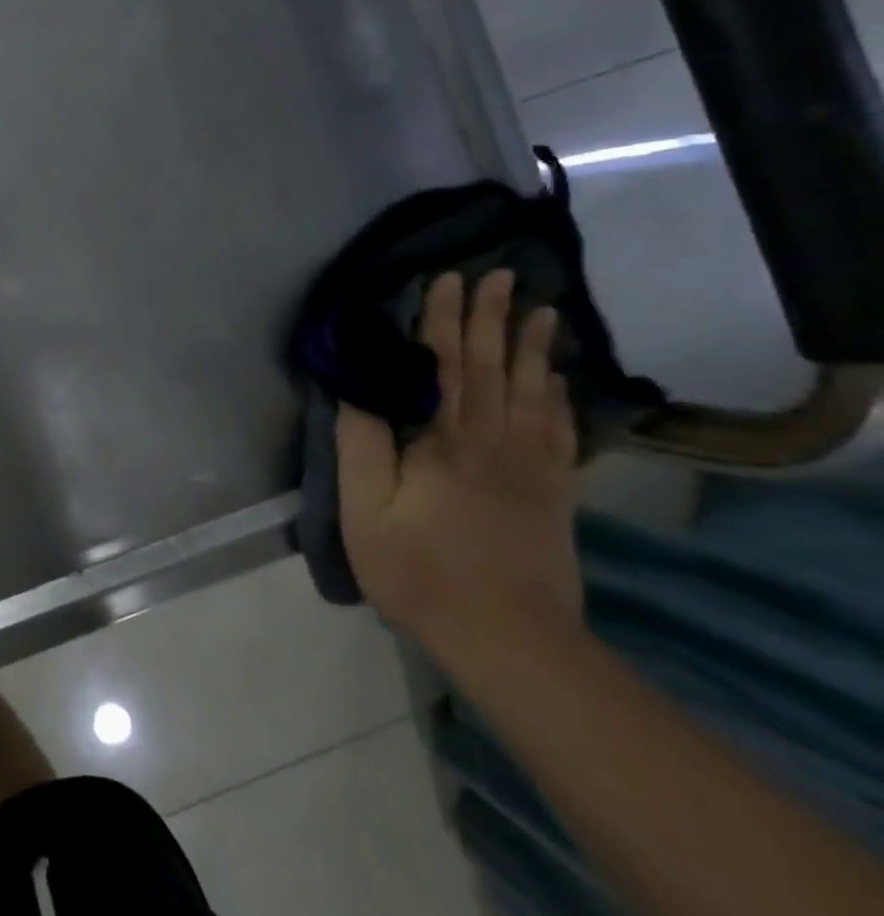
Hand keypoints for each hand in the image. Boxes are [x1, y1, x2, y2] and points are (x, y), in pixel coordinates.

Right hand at [336, 269, 580, 658]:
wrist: (509, 640)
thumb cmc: (420, 570)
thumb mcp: (366, 509)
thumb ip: (361, 444)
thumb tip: (355, 389)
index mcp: (446, 441)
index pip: (444, 364)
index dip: (443, 319)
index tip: (447, 280)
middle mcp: (495, 441)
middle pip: (493, 367)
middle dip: (493, 317)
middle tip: (503, 275)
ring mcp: (532, 468)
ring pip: (533, 392)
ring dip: (533, 347)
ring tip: (542, 311)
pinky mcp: (554, 494)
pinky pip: (559, 432)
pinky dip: (558, 398)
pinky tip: (556, 381)